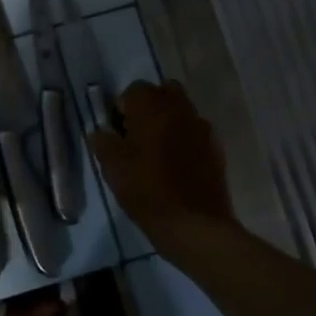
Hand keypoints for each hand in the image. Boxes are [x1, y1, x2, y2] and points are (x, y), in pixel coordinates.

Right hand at [88, 80, 235, 231]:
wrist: (194, 224)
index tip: (117, 133)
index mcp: (152, 107)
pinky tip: (177, 166)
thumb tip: (99, 132)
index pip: (133, 90)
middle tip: (137, 136)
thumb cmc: (147, 191)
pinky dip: (185, 139)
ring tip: (157, 152)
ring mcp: (202, 127)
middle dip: (149, 107)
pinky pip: (196, 132)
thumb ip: (103, 143)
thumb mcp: (113, 168)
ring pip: (182, 111)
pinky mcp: (216, 148)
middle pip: (162, 92)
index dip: (122, 109)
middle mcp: (180, 108)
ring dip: (168, 122)